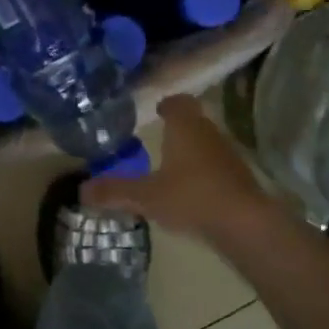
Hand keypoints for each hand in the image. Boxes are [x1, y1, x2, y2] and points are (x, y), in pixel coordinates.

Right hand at [82, 94, 272, 241]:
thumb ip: (114, 192)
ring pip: (206, 145)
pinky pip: (215, 168)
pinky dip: (202, 174)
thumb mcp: (145, 196)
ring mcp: (228, 157)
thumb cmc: (192, 198)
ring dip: (190, 152)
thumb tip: (81, 191)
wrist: (246, 226)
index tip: (157, 111)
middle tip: (156, 139)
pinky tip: (189, 193)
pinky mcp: (239, 180)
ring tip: (169, 168)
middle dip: (176, 129)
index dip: (167, 104)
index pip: (178, 102)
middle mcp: (209, 134)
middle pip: (193, 122)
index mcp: (185, 128)